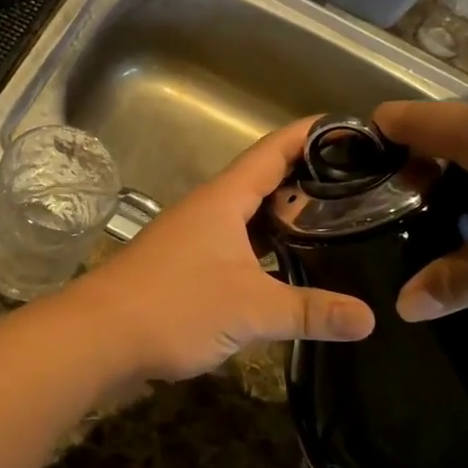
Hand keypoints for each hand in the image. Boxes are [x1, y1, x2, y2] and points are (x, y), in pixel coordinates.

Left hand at [71, 119, 374, 381]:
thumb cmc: (174, 306)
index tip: (355, 130)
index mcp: (223, 199)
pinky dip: (266, 253)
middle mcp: (208, 210)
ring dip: (287, 220)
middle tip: (362, 189)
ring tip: (337, 228)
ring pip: (250, 219)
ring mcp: (194, 239)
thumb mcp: (250, 309)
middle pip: (265, 182)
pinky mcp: (186, 269)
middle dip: (310, 181)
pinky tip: (289, 271)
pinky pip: (237, 248)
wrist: (98, 337)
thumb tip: (369, 319)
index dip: (312, 134)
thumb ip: (310, 311)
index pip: (274, 149)